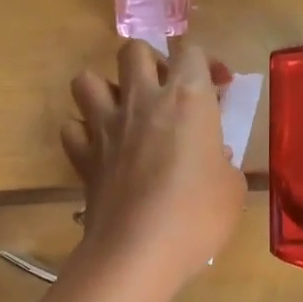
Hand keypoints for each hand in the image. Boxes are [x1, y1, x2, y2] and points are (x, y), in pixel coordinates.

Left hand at [62, 39, 245, 292]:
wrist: (138, 251)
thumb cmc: (197, 217)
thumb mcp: (231, 188)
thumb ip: (222, 160)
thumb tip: (212, 156)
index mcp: (187, 98)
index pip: (190, 51)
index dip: (204, 64)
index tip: (216, 88)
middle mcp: (142, 100)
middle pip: (133, 50)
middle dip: (149, 62)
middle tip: (164, 92)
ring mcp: (105, 126)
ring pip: (87, 80)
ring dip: (105, 90)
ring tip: (123, 114)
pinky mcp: (82, 155)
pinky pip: (72, 128)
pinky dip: (83, 134)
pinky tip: (100, 149)